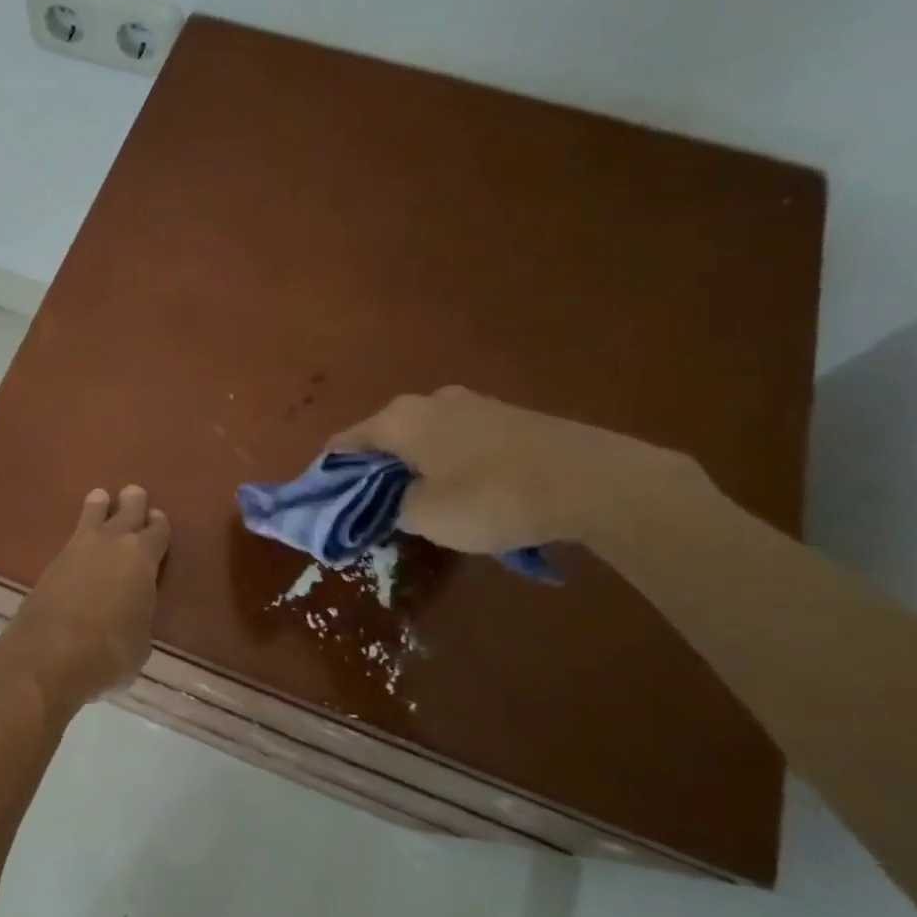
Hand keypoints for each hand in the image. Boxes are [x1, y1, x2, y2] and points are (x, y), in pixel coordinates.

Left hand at [8, 486, 169, 711]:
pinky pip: (73, 537)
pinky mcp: (52, 560)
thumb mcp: (140, 642)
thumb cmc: (109, 651)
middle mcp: (113, 543)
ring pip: (94, 513)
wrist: (50, 652)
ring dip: (100, 505)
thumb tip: (131, 618)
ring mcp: (79, 548)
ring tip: (101, 498)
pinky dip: (80, 533)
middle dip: (133, 502)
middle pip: (128, 510)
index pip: (158, 531)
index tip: (157, 519)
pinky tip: (80, 539)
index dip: (159, 525)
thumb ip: (139, 618)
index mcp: (143, 558)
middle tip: (134, 494)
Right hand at [329, 387, 695, 554]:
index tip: (326, 501)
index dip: (331, 473)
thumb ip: (392, 508)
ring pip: (426, 437)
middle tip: (375, 508)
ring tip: (423, 504)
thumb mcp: (426, 516)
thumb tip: (391, 501)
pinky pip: (460, 441)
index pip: (345, 442)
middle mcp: (430, 401)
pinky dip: (451, 464)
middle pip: (386, 437)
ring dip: (416, 467)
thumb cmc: (490, 497)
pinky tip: (467, 492)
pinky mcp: (509, 417)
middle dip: (376, 471)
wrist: (590, 480)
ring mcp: (474, 404)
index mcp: (399, 419)